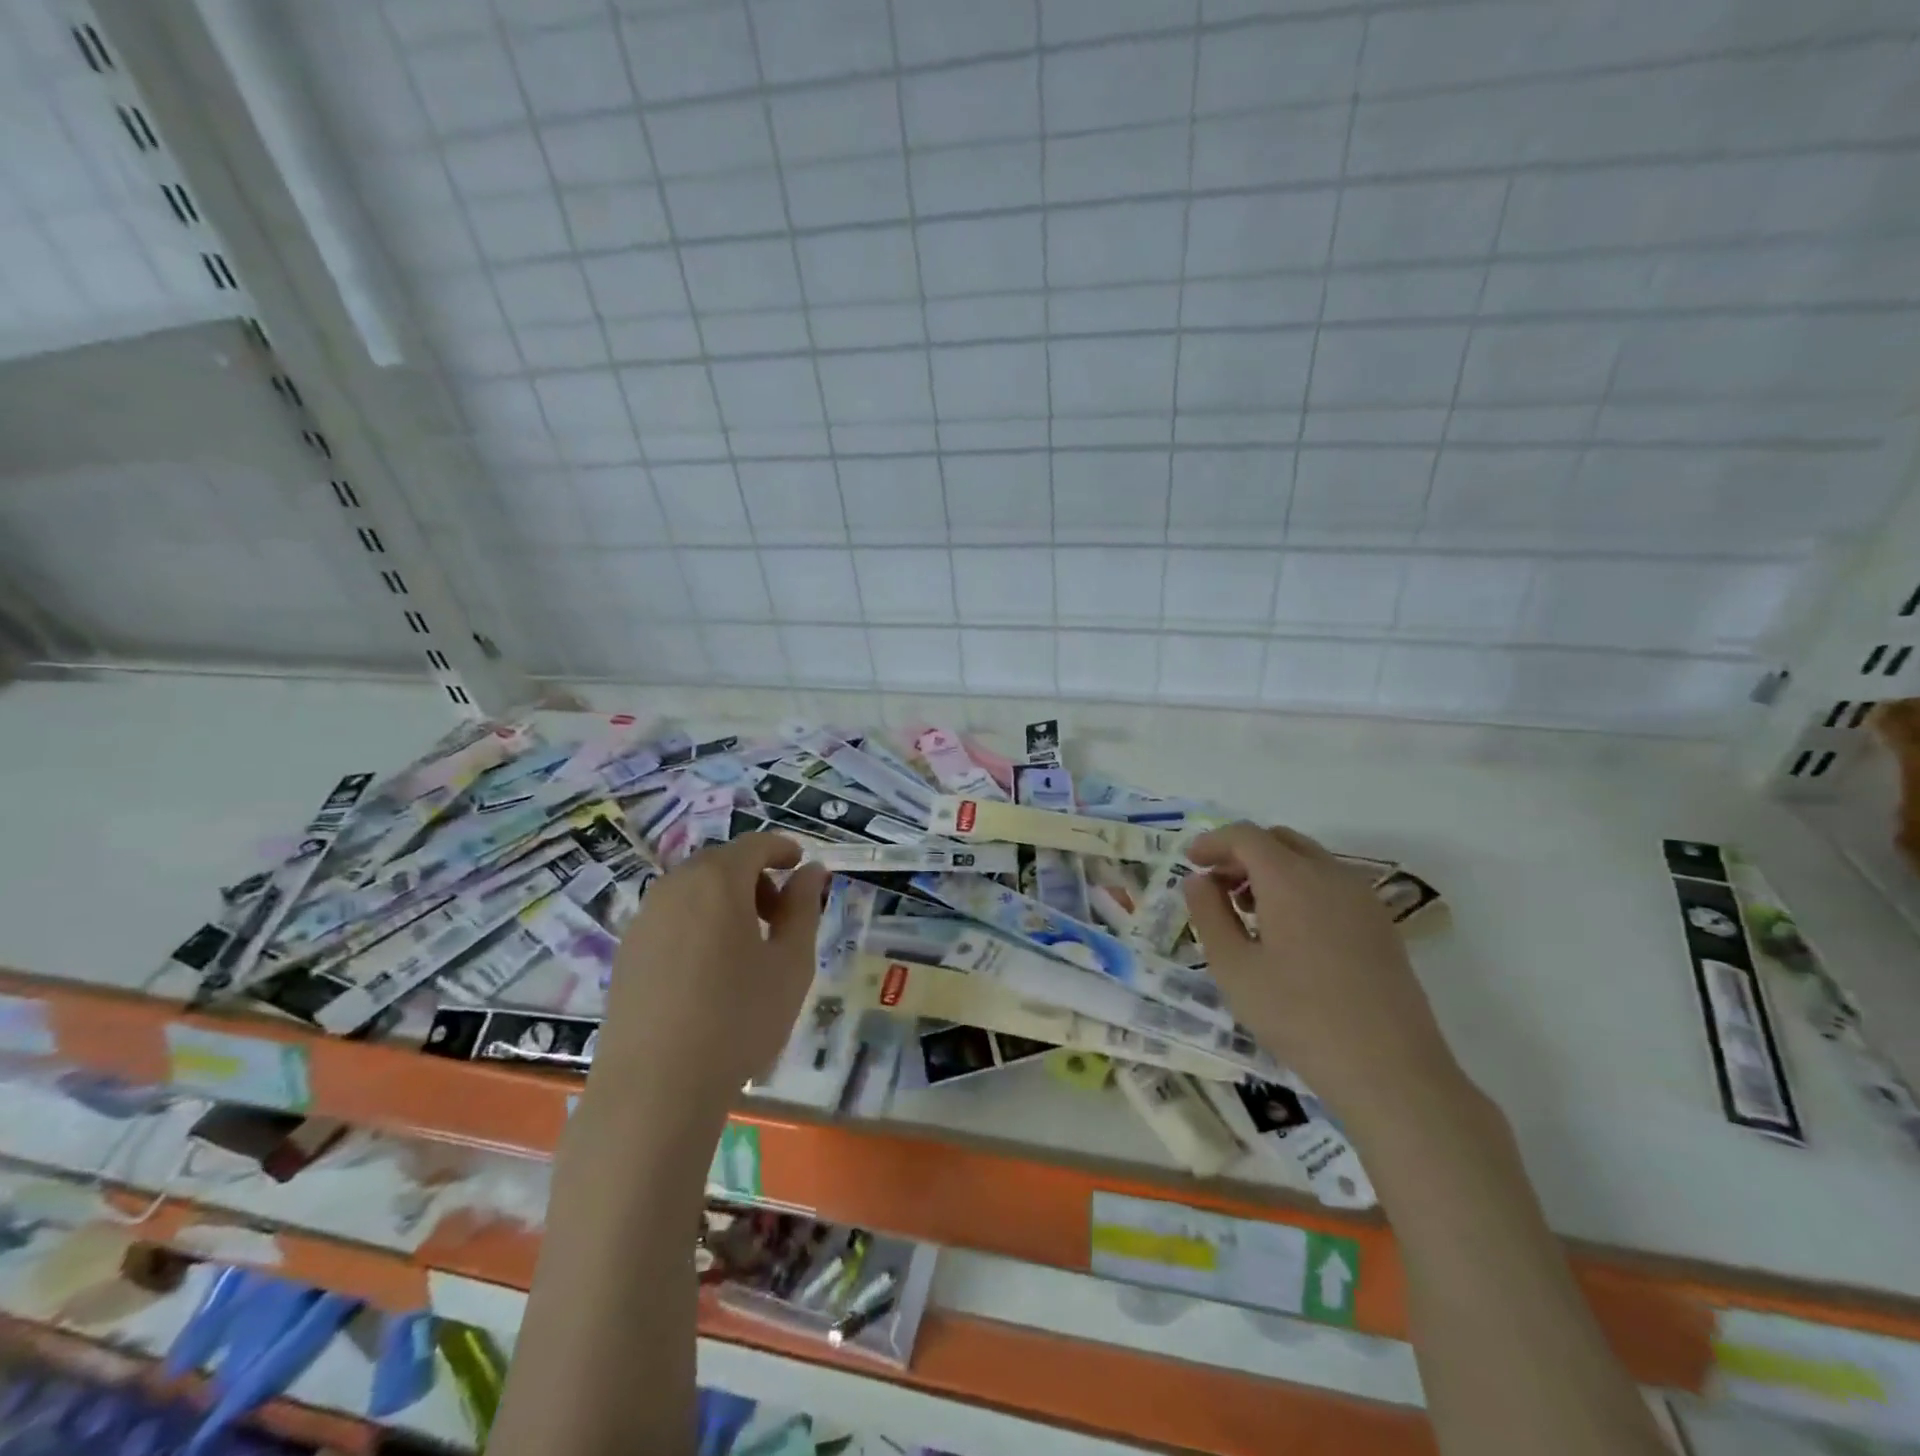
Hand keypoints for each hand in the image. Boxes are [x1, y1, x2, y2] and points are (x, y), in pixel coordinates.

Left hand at [594, 834, 827, 1119]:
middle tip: (779, 915)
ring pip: (693, 890)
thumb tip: (811, 870)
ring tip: (747, 946)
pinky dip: (698, 922)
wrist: (655, 1089)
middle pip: (721, 863)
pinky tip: (709, 970)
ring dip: (725, 900)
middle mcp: (675, 887)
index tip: (801, 866)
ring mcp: (644, 919)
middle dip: (755, 877)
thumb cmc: (739, 1018)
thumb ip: (803, 907)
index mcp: (718, 881)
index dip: (783, 849)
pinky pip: (670, 917)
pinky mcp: (626, 952)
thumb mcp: (791, 962)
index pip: (755, 844)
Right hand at [1183, 822, 1463, 1136]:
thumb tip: (1198, 880)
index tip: (1190, 863)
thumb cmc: (1298, 1016)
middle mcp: (1331, 875)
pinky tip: (1289, 933)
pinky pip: (1331, 885)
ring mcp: (1362, 898)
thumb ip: (1209, 914)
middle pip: (1279, 840)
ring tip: (1249, 913)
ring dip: (1272, 870)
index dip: (1213, 842)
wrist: (1390, 1070)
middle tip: (1217, 887)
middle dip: (1242, 854)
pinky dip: (1300, 888)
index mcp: (1291, 878)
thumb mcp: (1234, 967)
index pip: (1245, 836)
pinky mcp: (1381, 924)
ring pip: (1308, 860)